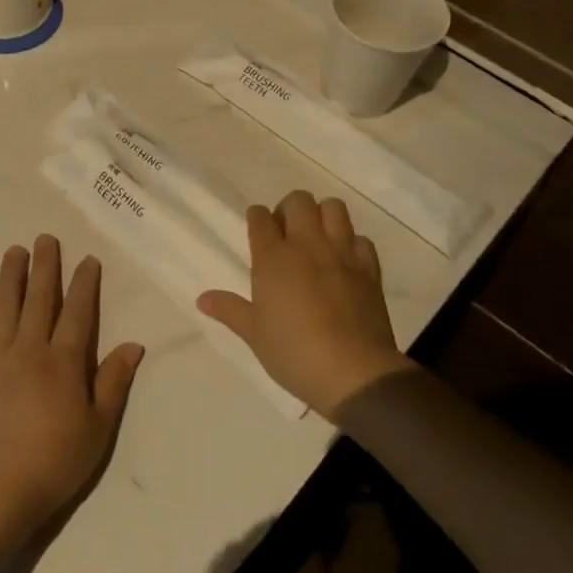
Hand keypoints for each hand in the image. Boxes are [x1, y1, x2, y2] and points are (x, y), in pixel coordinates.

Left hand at [0, 235, 144, 538]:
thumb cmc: (54, 462)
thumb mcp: (98, 428)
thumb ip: (113, 383)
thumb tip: (133, 344)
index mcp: (64, 363)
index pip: (77, 312)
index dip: (83, 284)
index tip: (86, 260)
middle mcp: (29, 350)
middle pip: (39, 299)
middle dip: (45, 266)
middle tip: (45, 238)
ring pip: (5, 305)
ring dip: (10, 275)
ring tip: (14, 251)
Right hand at [198, 191, 409, 418]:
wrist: (353, 372)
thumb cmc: (293, 353)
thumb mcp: (254, 334)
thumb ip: (230, 310)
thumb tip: (202, 298)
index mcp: (273, 258)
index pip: (260, 218)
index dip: (256, 217)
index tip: (257, 226)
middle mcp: (307, 245)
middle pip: (299, 201)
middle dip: (289, 209)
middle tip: (286, 232)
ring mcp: (342, 253)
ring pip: (334, 207)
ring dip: (323, 215)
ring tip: (316, 238)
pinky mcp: (369, 268)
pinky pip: (361, 239)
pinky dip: (352, 243)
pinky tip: (345, 261)